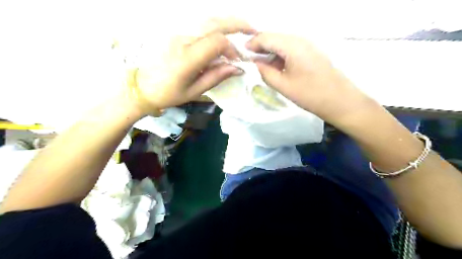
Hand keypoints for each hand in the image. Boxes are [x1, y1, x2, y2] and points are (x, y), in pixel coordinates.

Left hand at [130, 19, 255, 115]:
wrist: (142, 86)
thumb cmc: (168, 93)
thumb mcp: (194, 91)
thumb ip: (216, 77)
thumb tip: (237, 68)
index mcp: (187, 58)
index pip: (217, 42)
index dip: (232, 49)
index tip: (237, 62)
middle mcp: (182, 40)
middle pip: (214, 23)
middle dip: (236, 24)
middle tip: (252, 29)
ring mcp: (177, 33)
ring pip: (207, 19)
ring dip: (227, 21)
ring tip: (241, 27)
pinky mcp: (175, 32)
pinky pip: (199, 23)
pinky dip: (215, 24)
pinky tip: (223, 30)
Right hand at [247, 32, 372, 123]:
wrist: (340, 101)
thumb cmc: (310, 94)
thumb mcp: (283, 85)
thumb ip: (265, 72)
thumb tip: (255, 64)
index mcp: (292, 45)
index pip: (266, 37)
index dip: (252, 44)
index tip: (242, 54)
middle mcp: (300, 40)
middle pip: (274, 37)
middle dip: (260, 48)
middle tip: (250, 62)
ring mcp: (308, 45)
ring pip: (282, 43)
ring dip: (270, 53)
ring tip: (262, 67)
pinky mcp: (312, 52)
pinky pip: (291, 49)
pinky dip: (280, 56)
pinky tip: (277, 68)